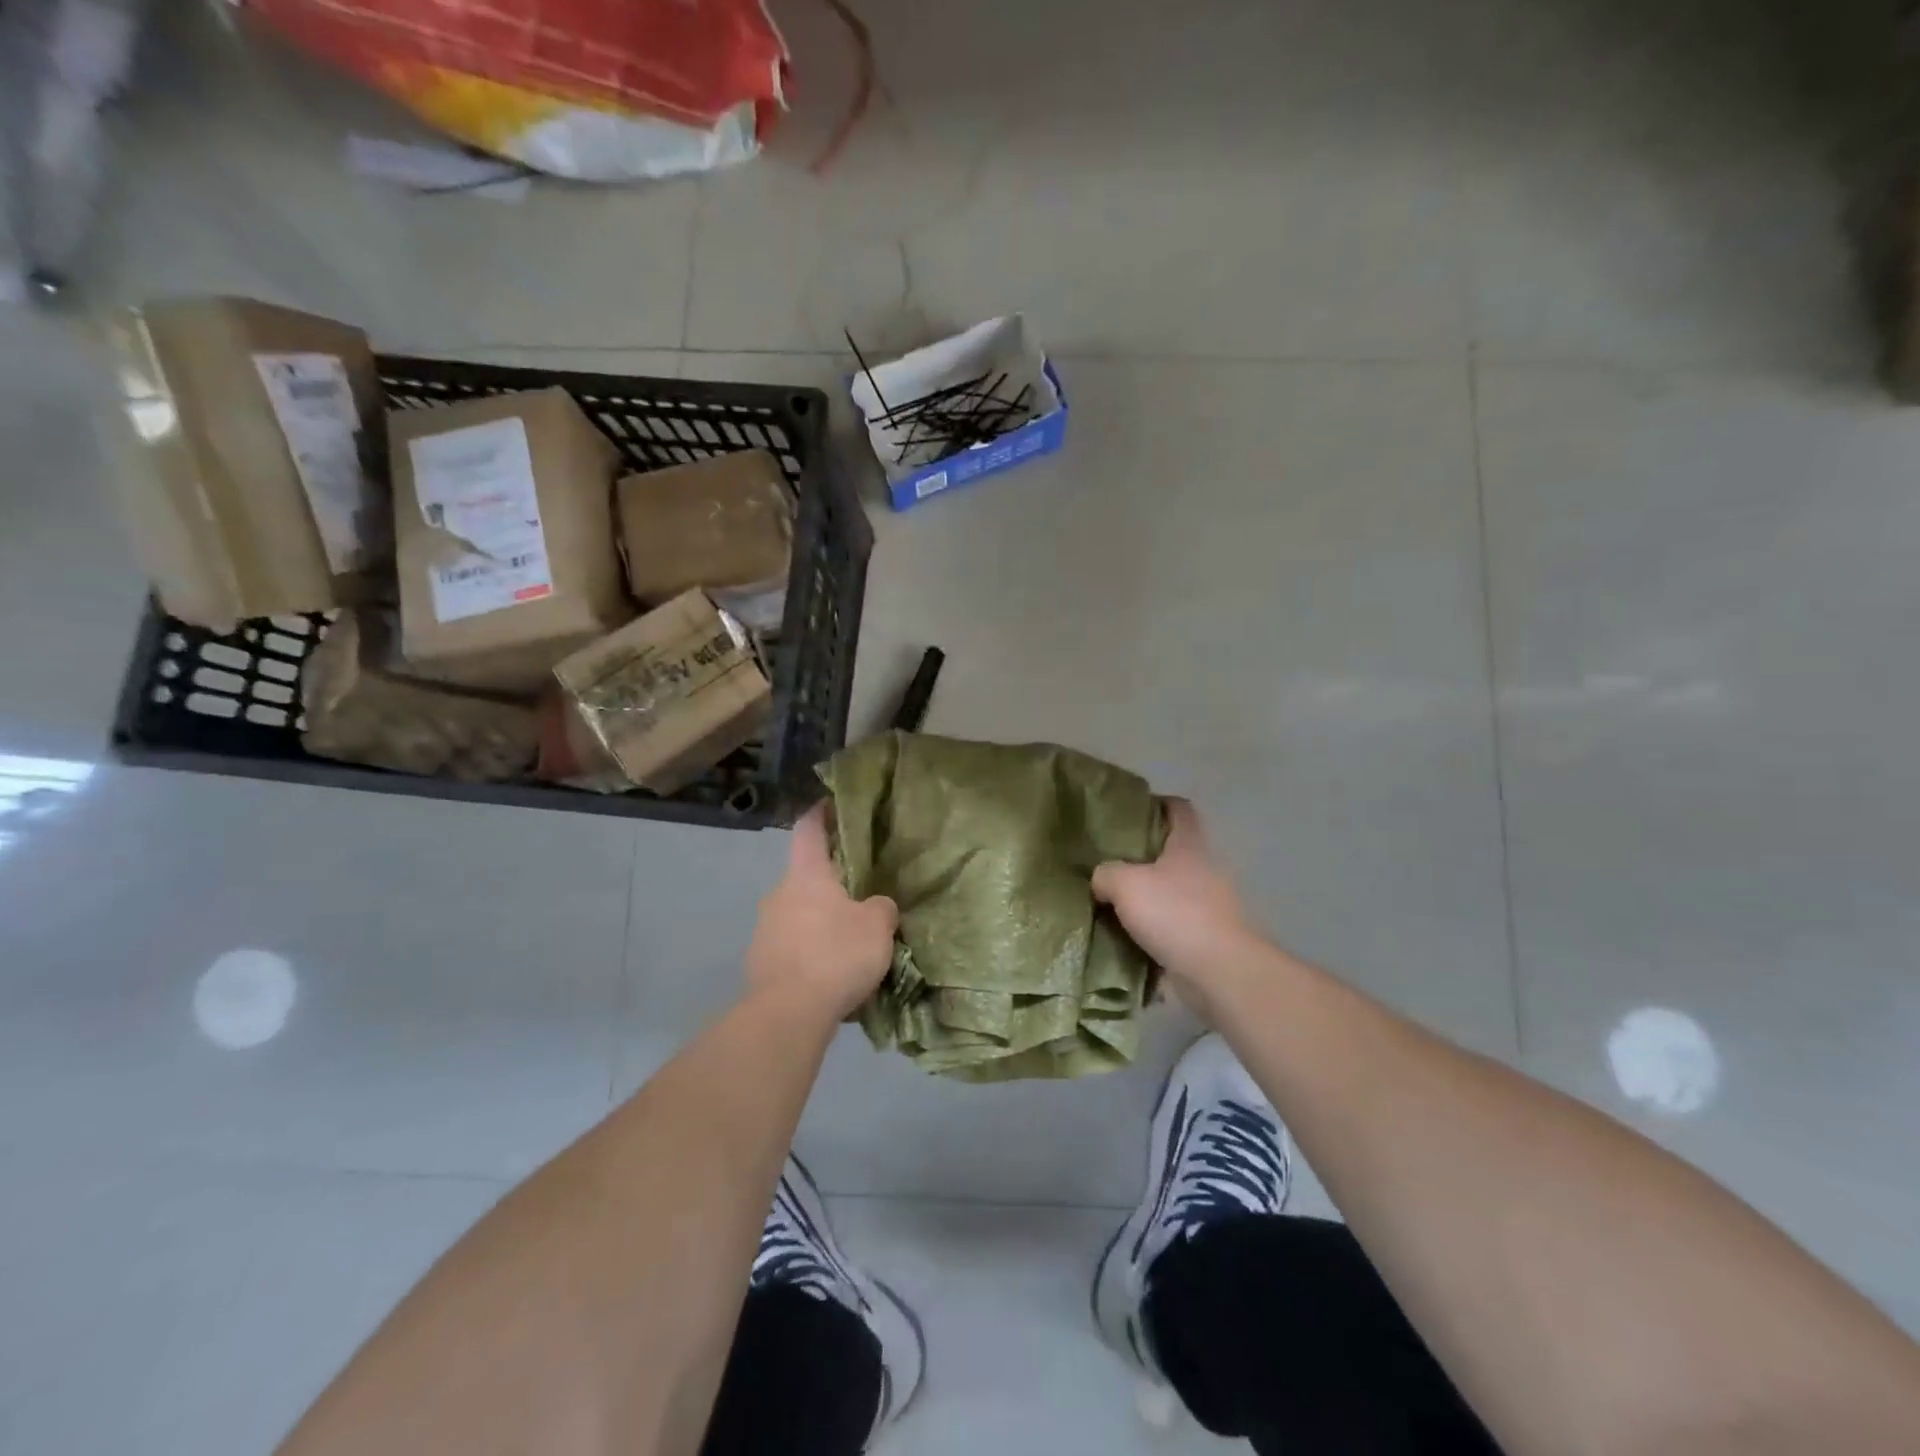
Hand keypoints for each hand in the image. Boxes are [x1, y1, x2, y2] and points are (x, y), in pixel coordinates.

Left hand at [745, 804, 898, 1021]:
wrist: (787, 1014)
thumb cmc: (836, 955)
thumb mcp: (877, 926)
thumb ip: (880, 908)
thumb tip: (876, 906)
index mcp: (807, 874)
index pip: (809, 829)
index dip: (821, 814)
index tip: (832, 806)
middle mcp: (779, 893)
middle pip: (805, 876)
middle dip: (829, 881)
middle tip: (858, 892)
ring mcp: (764, 929)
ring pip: (797, 913)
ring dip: (819, 920)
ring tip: (847, 939)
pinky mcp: (760, 963)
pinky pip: (791, 946)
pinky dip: (809, 951)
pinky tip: (829, 972)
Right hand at [1092, 799, 1261, 995]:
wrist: (1219, 972)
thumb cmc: (1175, 914)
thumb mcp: (1125, 884)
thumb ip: (1106, 873)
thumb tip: (1101, 879)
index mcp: (1189, 846)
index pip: (1179, 810)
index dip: (1157, 804)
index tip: (1130, 811)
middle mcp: (1204, 870)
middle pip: (1173, 852)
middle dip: (1143, 857)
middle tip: (1109, 861)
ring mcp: (1210, 906)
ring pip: (1171, 892)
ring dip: (1148, 897)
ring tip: (1112, 902)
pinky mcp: (1207, 938)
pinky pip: (1173, 927)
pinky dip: (1154, 931)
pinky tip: (1127, 936)